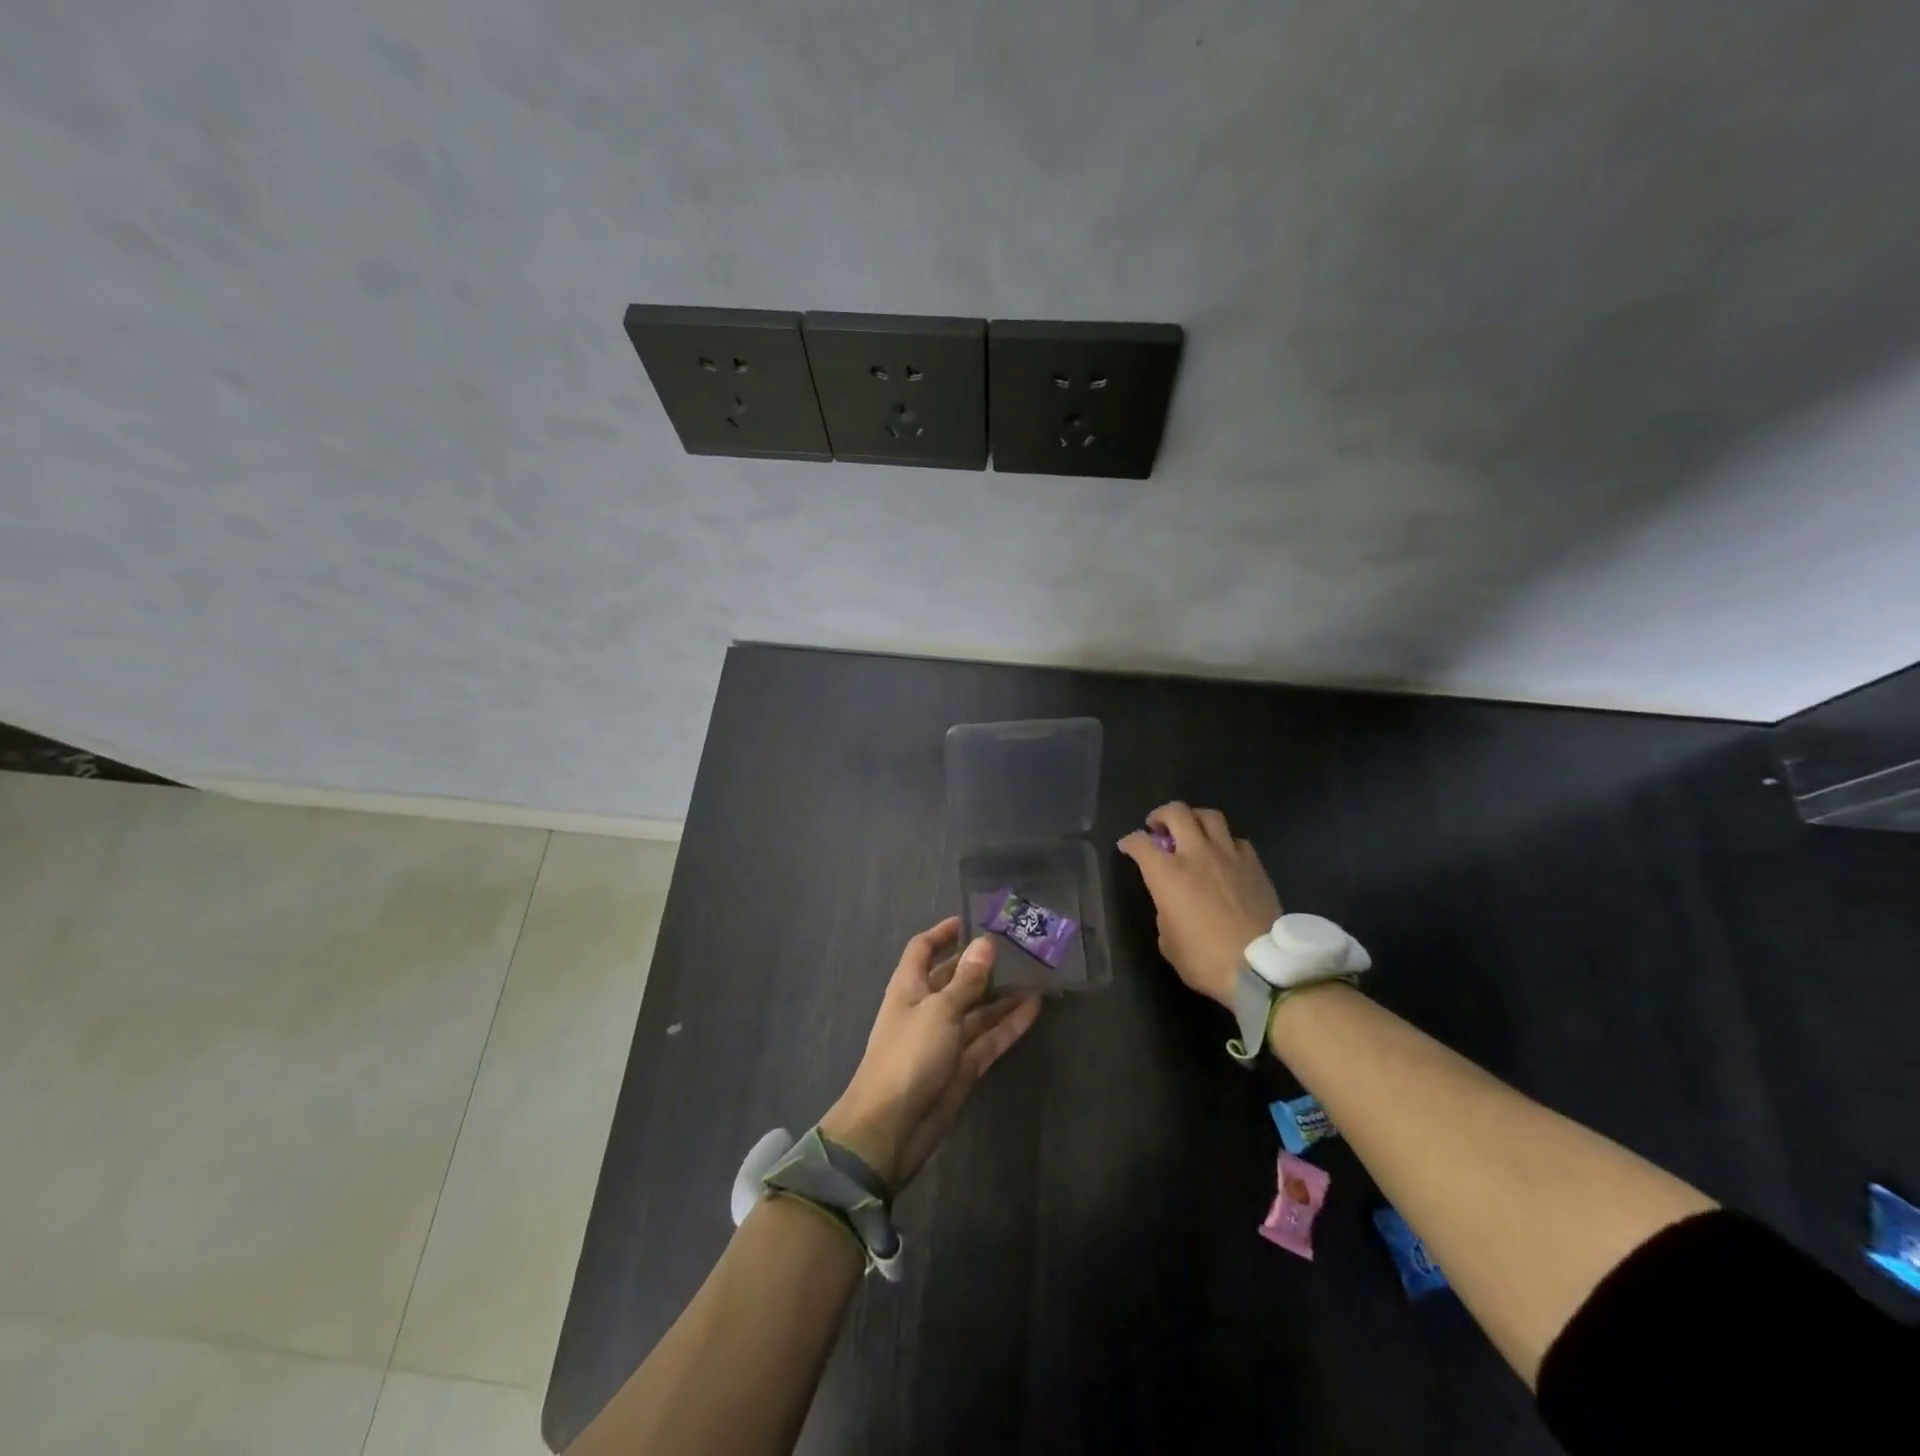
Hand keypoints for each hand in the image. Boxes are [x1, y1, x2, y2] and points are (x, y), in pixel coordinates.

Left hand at [821, 918, 1042, 1187]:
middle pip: (956, 977)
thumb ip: (966, 980)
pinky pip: (990, 1037)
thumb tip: (985, 943)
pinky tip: (1036, 1006)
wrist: (891, 1129)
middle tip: (1020, 945)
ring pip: (978, 1007)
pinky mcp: (964, 1065)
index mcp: (909, 987)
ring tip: (1037, 971)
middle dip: (983, 962)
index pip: (924, 948)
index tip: (974, 919)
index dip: (945, 932)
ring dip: (1003, 992)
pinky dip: (1010, 1023)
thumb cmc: (908, 1056)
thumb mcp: (939, 1011)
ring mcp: (947, 1038)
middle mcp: (928, 1007)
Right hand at [1118, 802, 1281, 1007]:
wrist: (1260, 968)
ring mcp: (1228, 855)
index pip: (1140, 842)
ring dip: (1195, 819)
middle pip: (1176, 813)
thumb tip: (1171, 903)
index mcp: (1166, 874)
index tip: (1127, 848)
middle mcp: (1196, 854)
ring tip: (1192, 831)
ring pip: (1210, 816)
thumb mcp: (1168, 942)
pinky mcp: (1254, 865)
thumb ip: (1165, 912)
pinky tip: (1224, 855)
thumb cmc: (1205, 960)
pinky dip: (1225, 842)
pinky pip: (1237, 840)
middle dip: (1161, 815)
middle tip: (1158, 828)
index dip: (1129, 842)